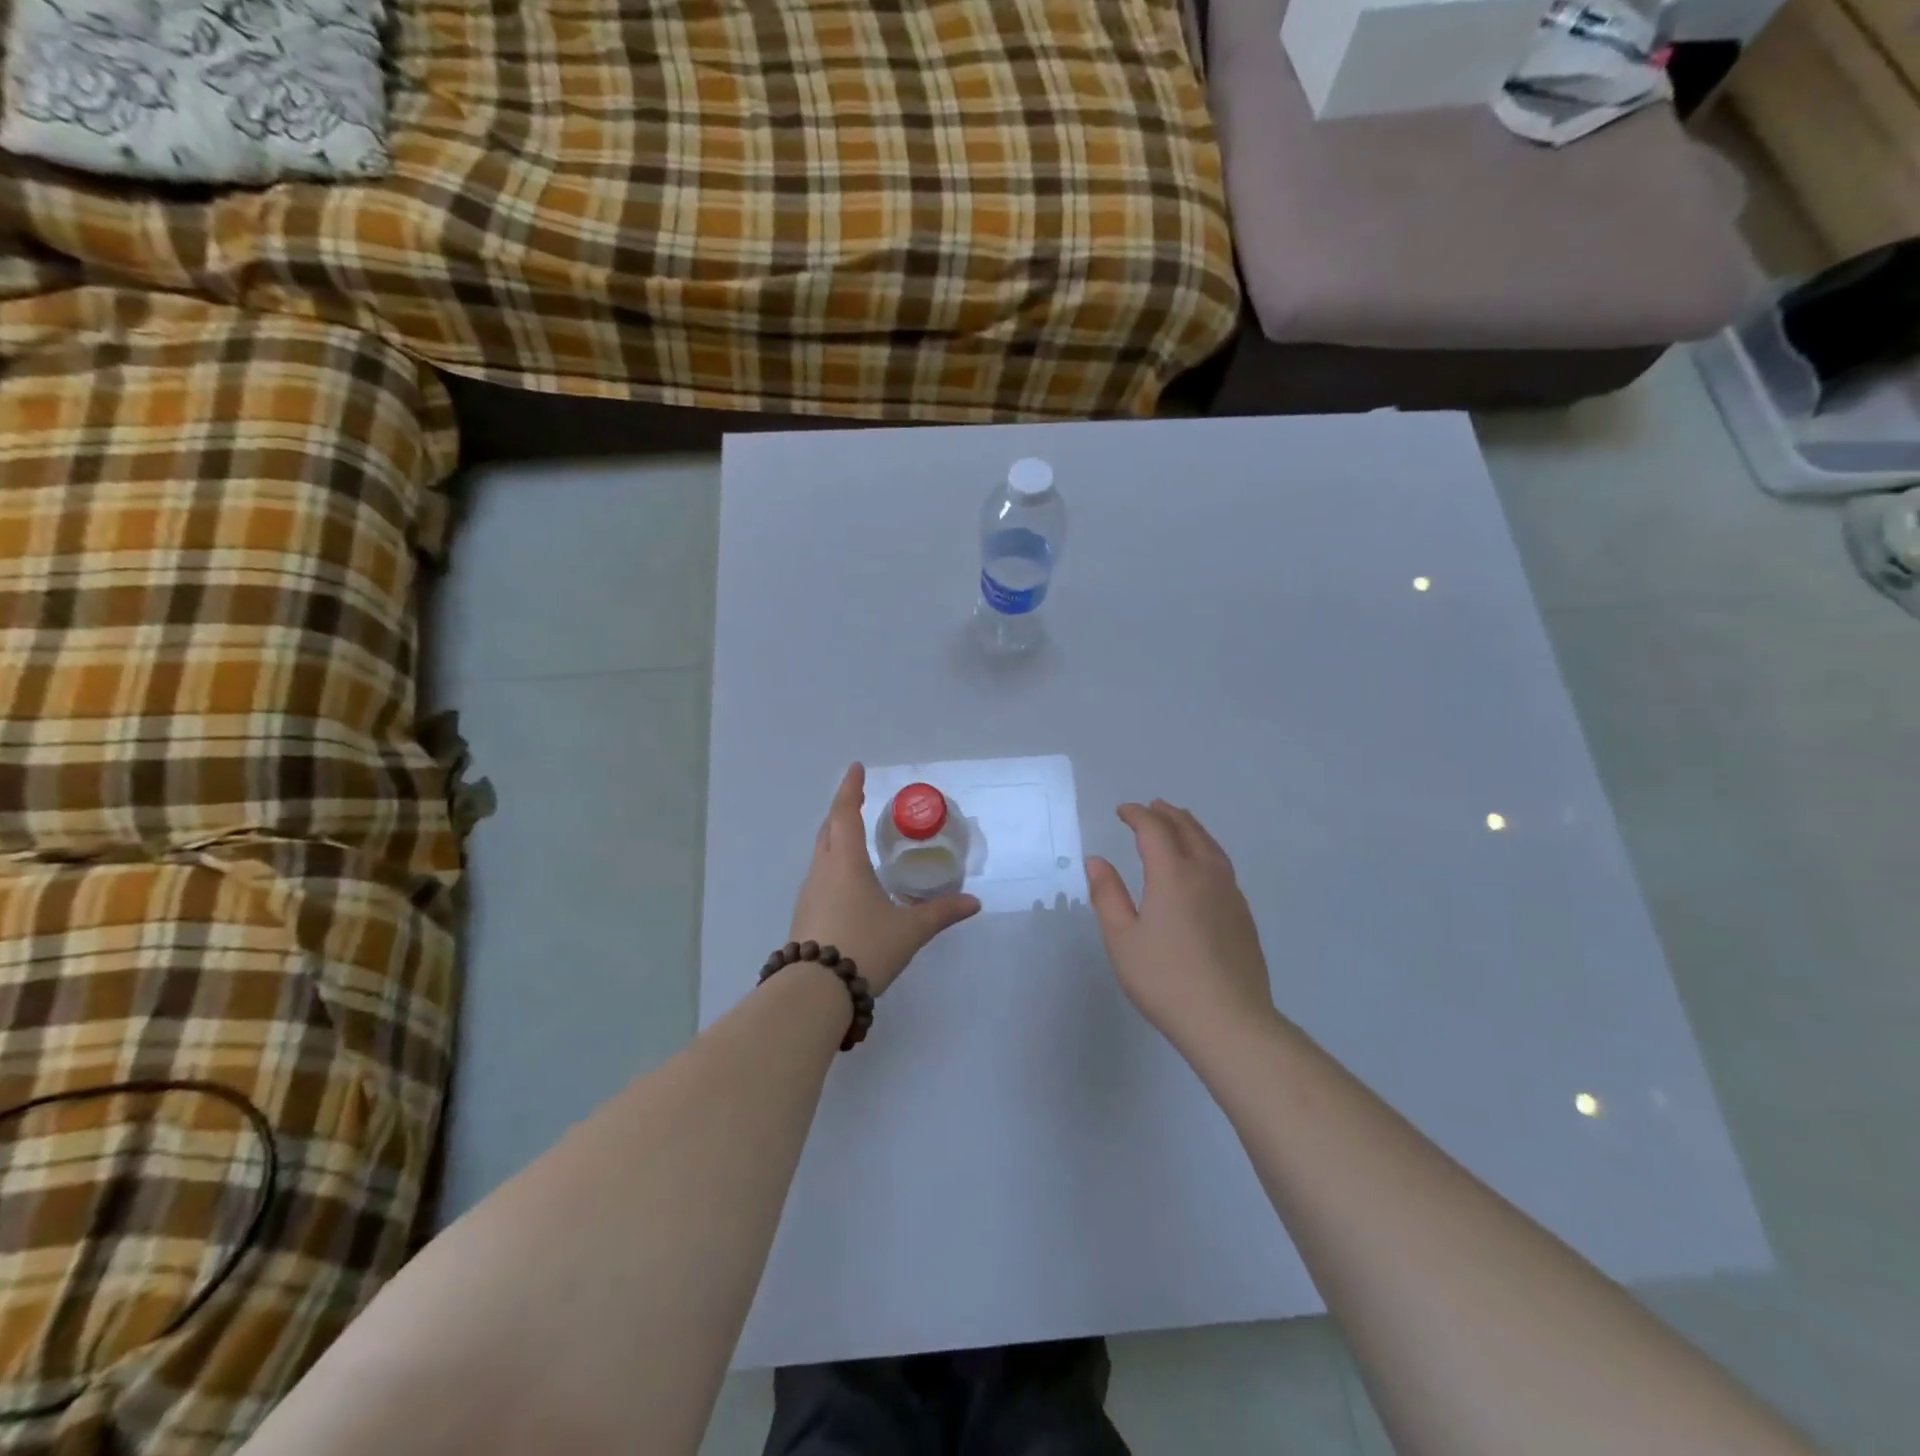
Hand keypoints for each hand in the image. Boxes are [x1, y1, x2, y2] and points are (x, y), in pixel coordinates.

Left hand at [788, 764, 980, 995]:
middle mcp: (823, 871)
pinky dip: (833, 867)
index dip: (850, 789)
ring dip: (836, 840)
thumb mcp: (909, 930)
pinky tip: (848, 885)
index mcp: (846, 863)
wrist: (815, 992)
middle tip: (857, 803)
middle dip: (842, 812)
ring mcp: (809, 894)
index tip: (855, 768)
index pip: (845, 814)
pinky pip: (819, 878)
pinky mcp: (804, 916)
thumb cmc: (865, 947)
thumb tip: (973, 903)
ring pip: (821, 855)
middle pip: (828, 830)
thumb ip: (941, 913)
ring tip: (855, 841)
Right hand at [1086, 801, 1275, 1050]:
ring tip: (1180, 822)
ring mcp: (1230, 895)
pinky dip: (1207, 850)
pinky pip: (1223, 866)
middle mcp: (1205, 875)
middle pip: (1188, 830)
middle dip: (1167, 815)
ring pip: (1211, 846)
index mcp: (1173, 875)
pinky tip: (1203, 866)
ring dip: (1192, 828)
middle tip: (1152, 806)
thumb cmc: (1165, 979)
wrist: (1229, 1020)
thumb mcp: (1122, 939)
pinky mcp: (1243, 916)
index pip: (1154, 830)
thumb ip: (1108, 895)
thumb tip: (1097, 860)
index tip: (1122, 811)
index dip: (1137, 815)